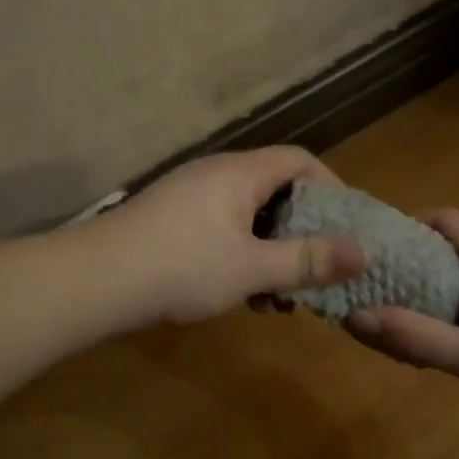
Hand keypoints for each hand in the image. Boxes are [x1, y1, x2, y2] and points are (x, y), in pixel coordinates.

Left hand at [106, 147, 366, 324]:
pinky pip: (222, 233)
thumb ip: (307, 260)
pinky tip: (243, 297)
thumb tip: (364, 252)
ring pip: (248, 219)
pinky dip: (242, 259)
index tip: (349, 227)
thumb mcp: (252, 268)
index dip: (332, 187)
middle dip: (301, 233)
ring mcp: (189, 199)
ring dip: (271, 254)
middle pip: (275, 191)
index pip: (300, 160)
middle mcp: (215, 176)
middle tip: (316, 271)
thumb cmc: (181, 268)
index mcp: (239, 173)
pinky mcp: (171, 224)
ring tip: (279, 298)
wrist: (94, 282)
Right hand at [344, 210, 458, 435]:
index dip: (405, 230)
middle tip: (385, 299)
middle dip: (417, 266)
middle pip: (456, 242)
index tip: (376, 259)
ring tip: (414, 323)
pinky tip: (457, 338)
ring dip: (441, 288)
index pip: (443, 218)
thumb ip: (412, 336)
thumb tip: (355, 316)